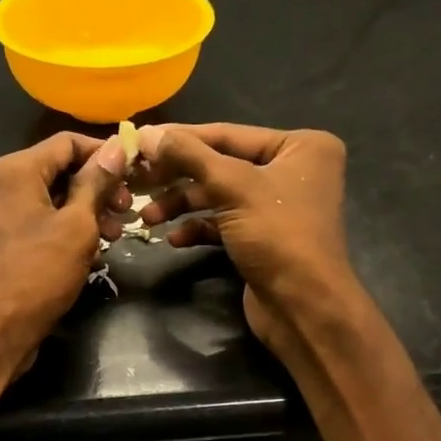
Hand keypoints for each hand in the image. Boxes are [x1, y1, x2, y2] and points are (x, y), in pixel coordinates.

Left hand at [0, 131, 127, 373]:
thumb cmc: (36, 277)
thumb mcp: (77, 228)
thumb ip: (96, 184)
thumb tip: (117, 148)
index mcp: (13, 171)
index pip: (66, 143)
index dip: (104, 153)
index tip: (134, 173)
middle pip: (53, 173)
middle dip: (94, 190)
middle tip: (126, 214)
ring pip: (41, 203)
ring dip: (79, 215)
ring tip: (110, 240)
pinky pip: (27, 227)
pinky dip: (55, 232)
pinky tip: (80, 255)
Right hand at [136, 122, 354, 351]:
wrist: (302, 306)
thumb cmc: (278, 236)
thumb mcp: (233, 187)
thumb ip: (189, 156)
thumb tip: (146, 134)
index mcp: (300, 146)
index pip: (228, 134)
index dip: (181, 139)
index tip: (139, 140)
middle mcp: (292, 170)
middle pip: (221, 165)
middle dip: (178, 178)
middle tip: (138, 183)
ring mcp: (277, 206)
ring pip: (218, 196)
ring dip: (181, 206)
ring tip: (148, 219)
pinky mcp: (262, 238)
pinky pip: (223, 223)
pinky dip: (198, 228)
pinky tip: (174, 239)